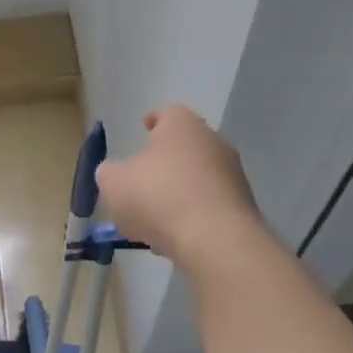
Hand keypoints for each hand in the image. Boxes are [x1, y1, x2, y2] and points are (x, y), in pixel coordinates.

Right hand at [96, 107, 263, 266]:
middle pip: (184, 147)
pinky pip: (208, 206)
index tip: (144, 128)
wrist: (215, 239)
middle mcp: (213, 142)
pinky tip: (173, 237)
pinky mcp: (242, 207)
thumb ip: (110, 173)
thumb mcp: (113, 183)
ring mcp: (233, 175)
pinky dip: (191, 215)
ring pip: (197, 178)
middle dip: (163, 163)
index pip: (168, 113)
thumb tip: (115, 174)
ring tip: (153, 219)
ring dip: (176, 193)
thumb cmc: (157, 197)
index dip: (153, 120)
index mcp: (182, 126)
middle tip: (141, 180)